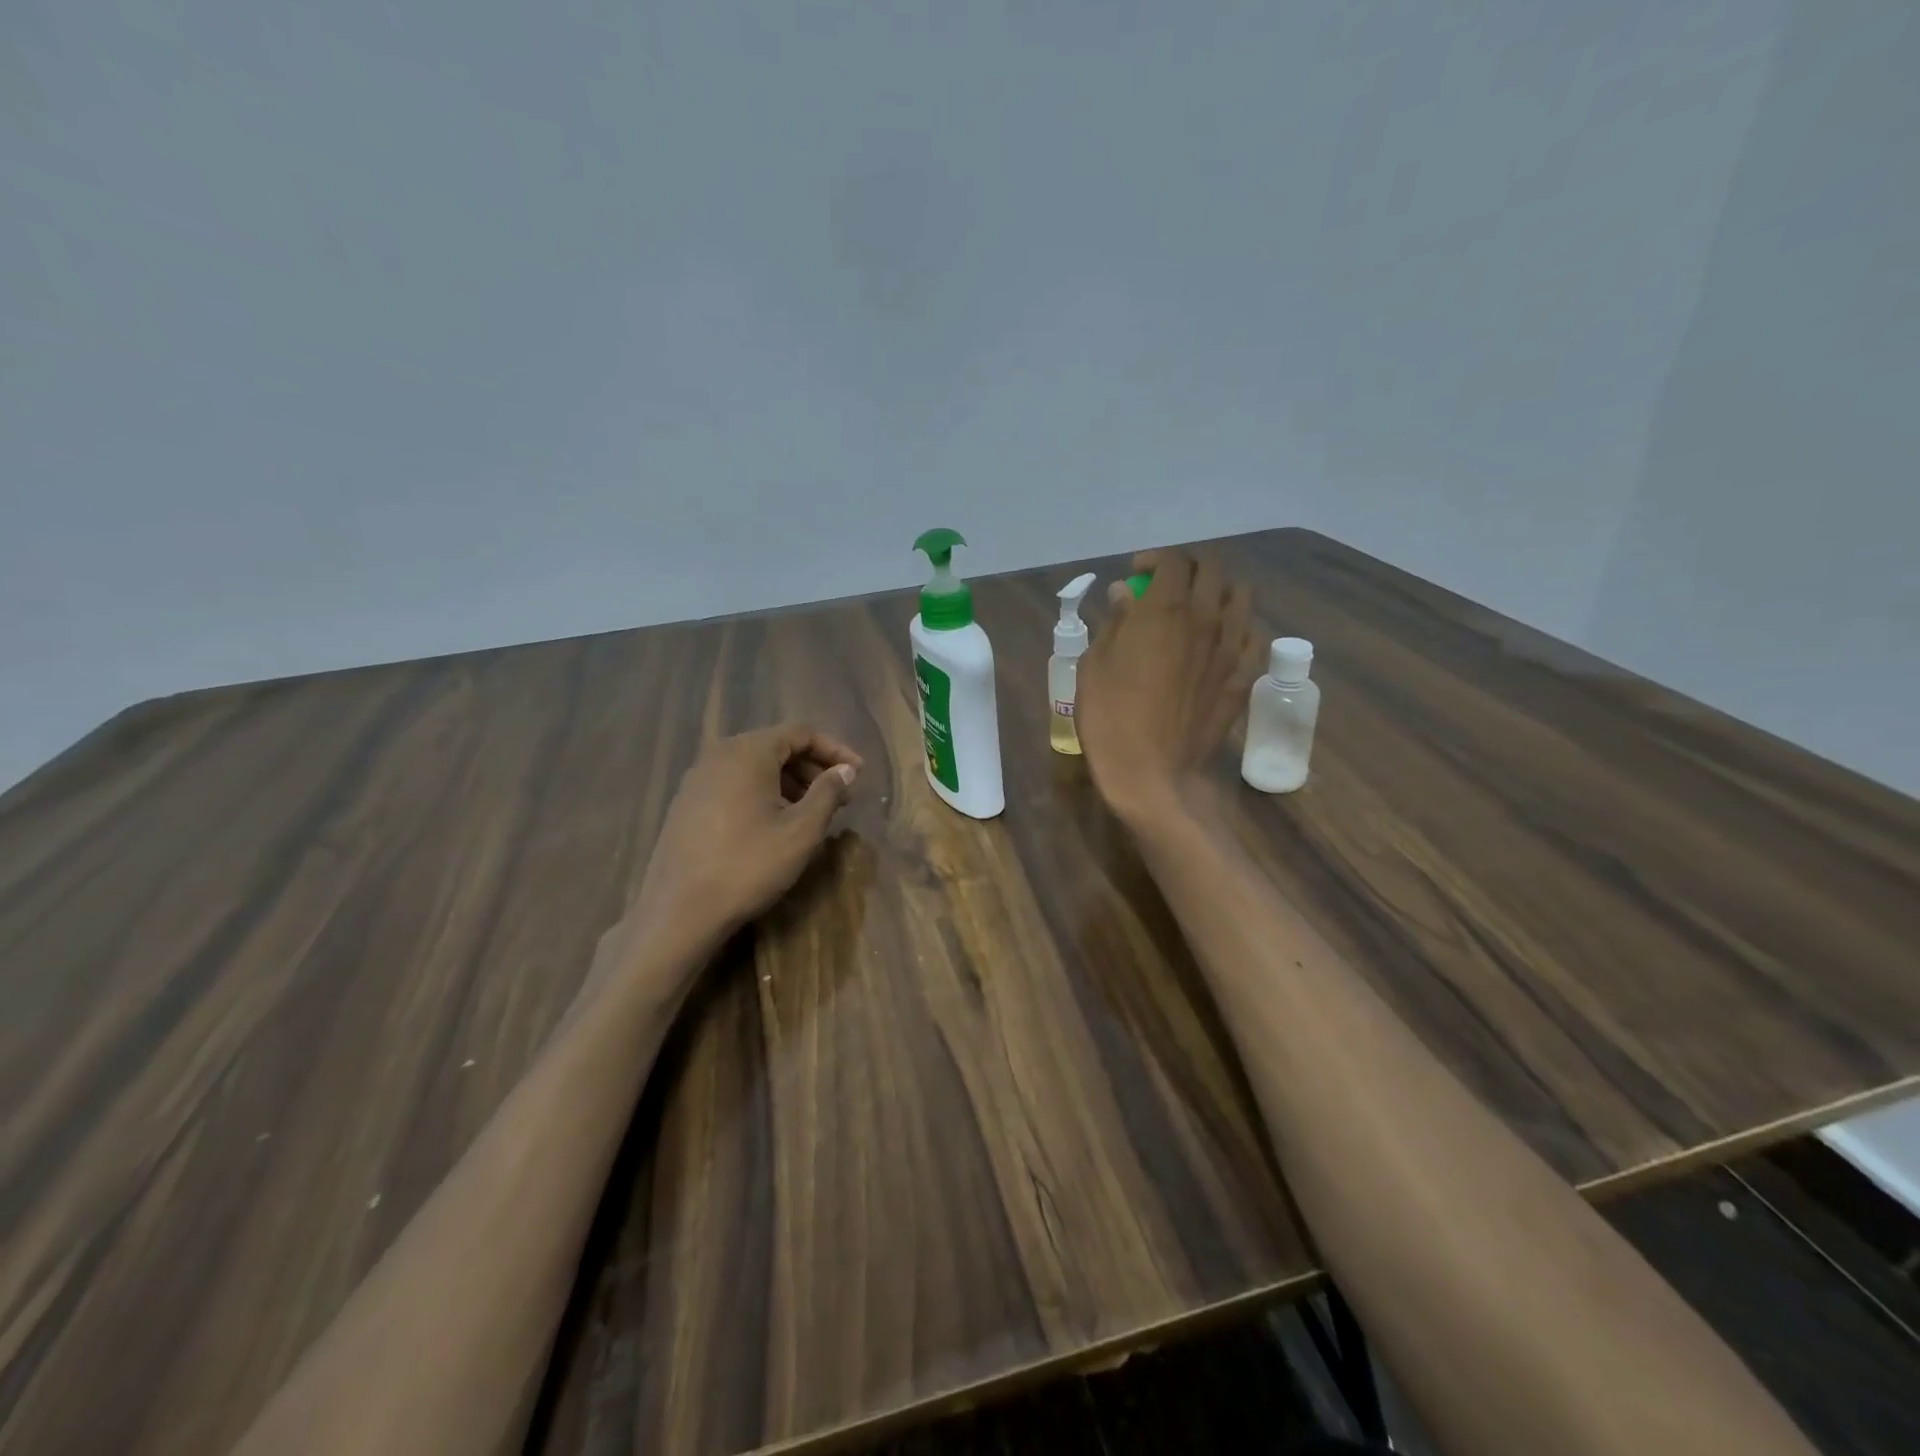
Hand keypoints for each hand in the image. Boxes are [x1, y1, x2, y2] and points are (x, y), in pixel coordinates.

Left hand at [628, 724, 862, 950]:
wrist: (680, 911)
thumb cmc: (749, 865)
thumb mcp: (801, 830)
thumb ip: (828, 793)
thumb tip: (845, 770)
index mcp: (747, 752)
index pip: (800, 733)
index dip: (835, 749)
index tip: (858, 775)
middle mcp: (719, 755)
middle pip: (776, 746)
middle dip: (813, 768)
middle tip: (841, 796)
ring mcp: (698, 779)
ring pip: (755, 767)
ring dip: (790, 783)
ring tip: (813, 812)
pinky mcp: (687, 804)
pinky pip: (735, 784)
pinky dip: (763, 794)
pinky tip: (776, 823)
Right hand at [1076, 549, 1262, 824]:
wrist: (1151, 772)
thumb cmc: (1110, 717)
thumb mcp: (1094, 665)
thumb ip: (1115, 622)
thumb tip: (1127, 594)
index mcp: (1165, 609)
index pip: (1173, 560)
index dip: (1154, 559)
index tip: (1135, 575)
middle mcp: (1206, 618)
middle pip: (1213, 569)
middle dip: (1188, 567)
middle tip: (1166, 584)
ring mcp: (1231, 648)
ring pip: (1240, 596)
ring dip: (1218, 590)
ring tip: (1199, 606)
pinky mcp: (1243, 676)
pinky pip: (1254, 634)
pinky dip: (1239, 625)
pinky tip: (1221, 638)